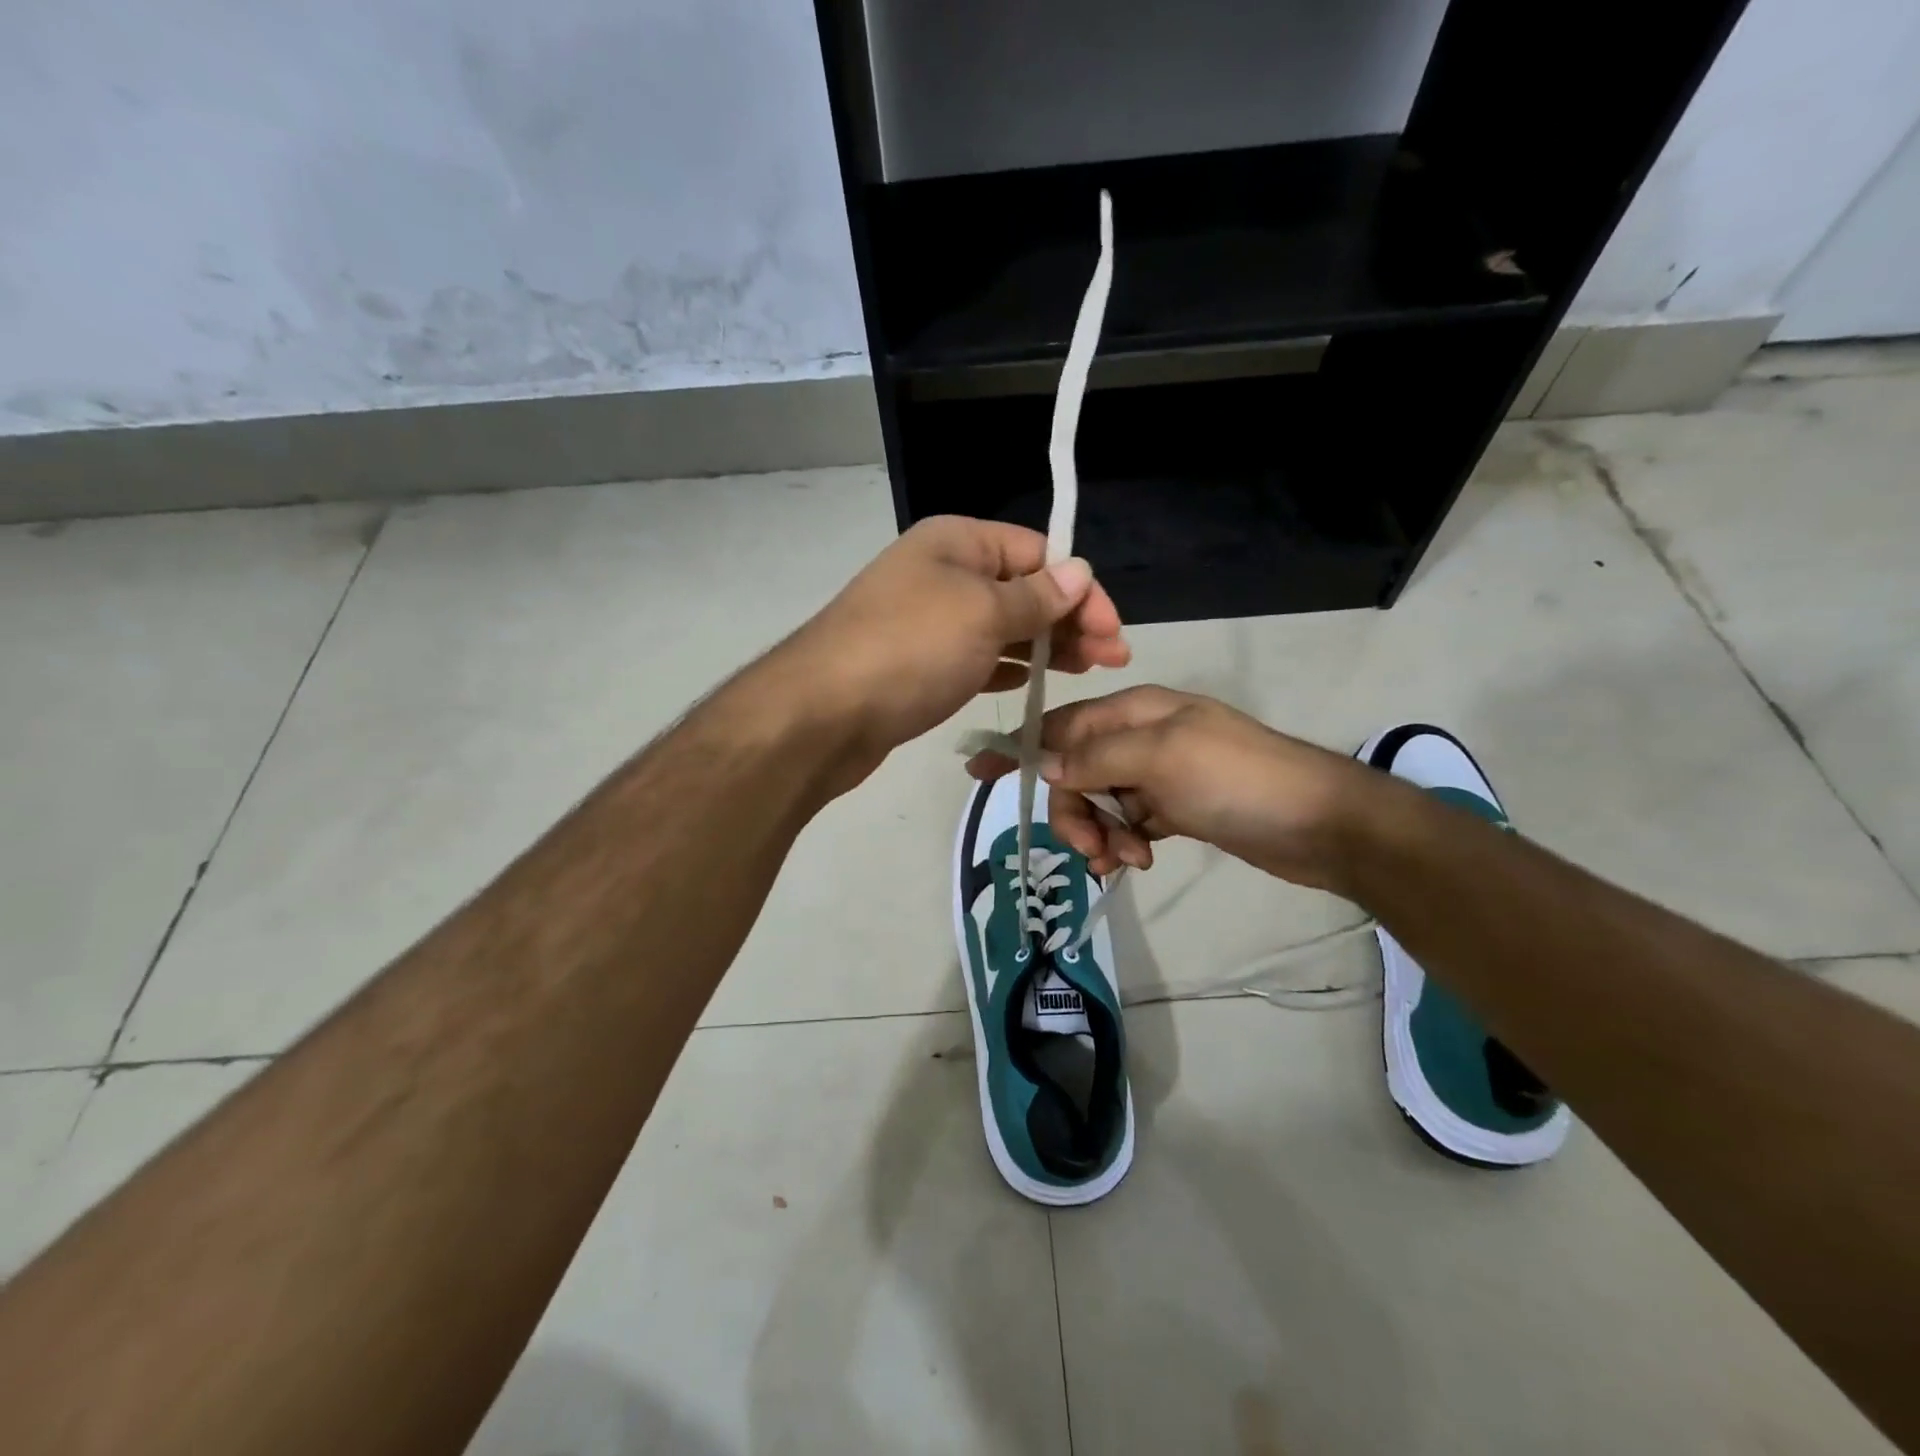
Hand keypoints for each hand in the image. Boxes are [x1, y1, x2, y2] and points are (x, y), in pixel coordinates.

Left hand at [775, 516, 1129, 783]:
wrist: (822, 714)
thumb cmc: (910, 650)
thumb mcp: (983, 614)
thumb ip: (1036, 597)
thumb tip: (1079, 572)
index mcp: (956, 542)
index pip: (1037, 552)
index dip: (1080, 588)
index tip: (1112, 632)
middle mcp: (941, 572)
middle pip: (1021, 589)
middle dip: (1069, 620)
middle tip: (1110, 659)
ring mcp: (926, 621)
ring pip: (1001, 626)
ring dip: (1044, 645)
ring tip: (1084, 671)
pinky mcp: (918, 664)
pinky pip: (975, 657)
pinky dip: (1006, 666)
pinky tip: (1031, 683)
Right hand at [966, 685, 1383, 892]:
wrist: (1321, 822)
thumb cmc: (1237, 779)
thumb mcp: (1160, 757)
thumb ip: (1097, 757)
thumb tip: (1045, 764)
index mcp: (1135, 711)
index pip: (1061, 725)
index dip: (1019, 747)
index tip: (976, 771)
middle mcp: (1142, 737)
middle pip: (1077, 770)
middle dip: (1073, 809)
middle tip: (1090, 847)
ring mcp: (1160, 774)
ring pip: (1099, 800)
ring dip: (1098, 832)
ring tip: (1123, 860)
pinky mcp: (1177, 807)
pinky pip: (1127, 821)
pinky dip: (1123, 840)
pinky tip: (1137, 859)